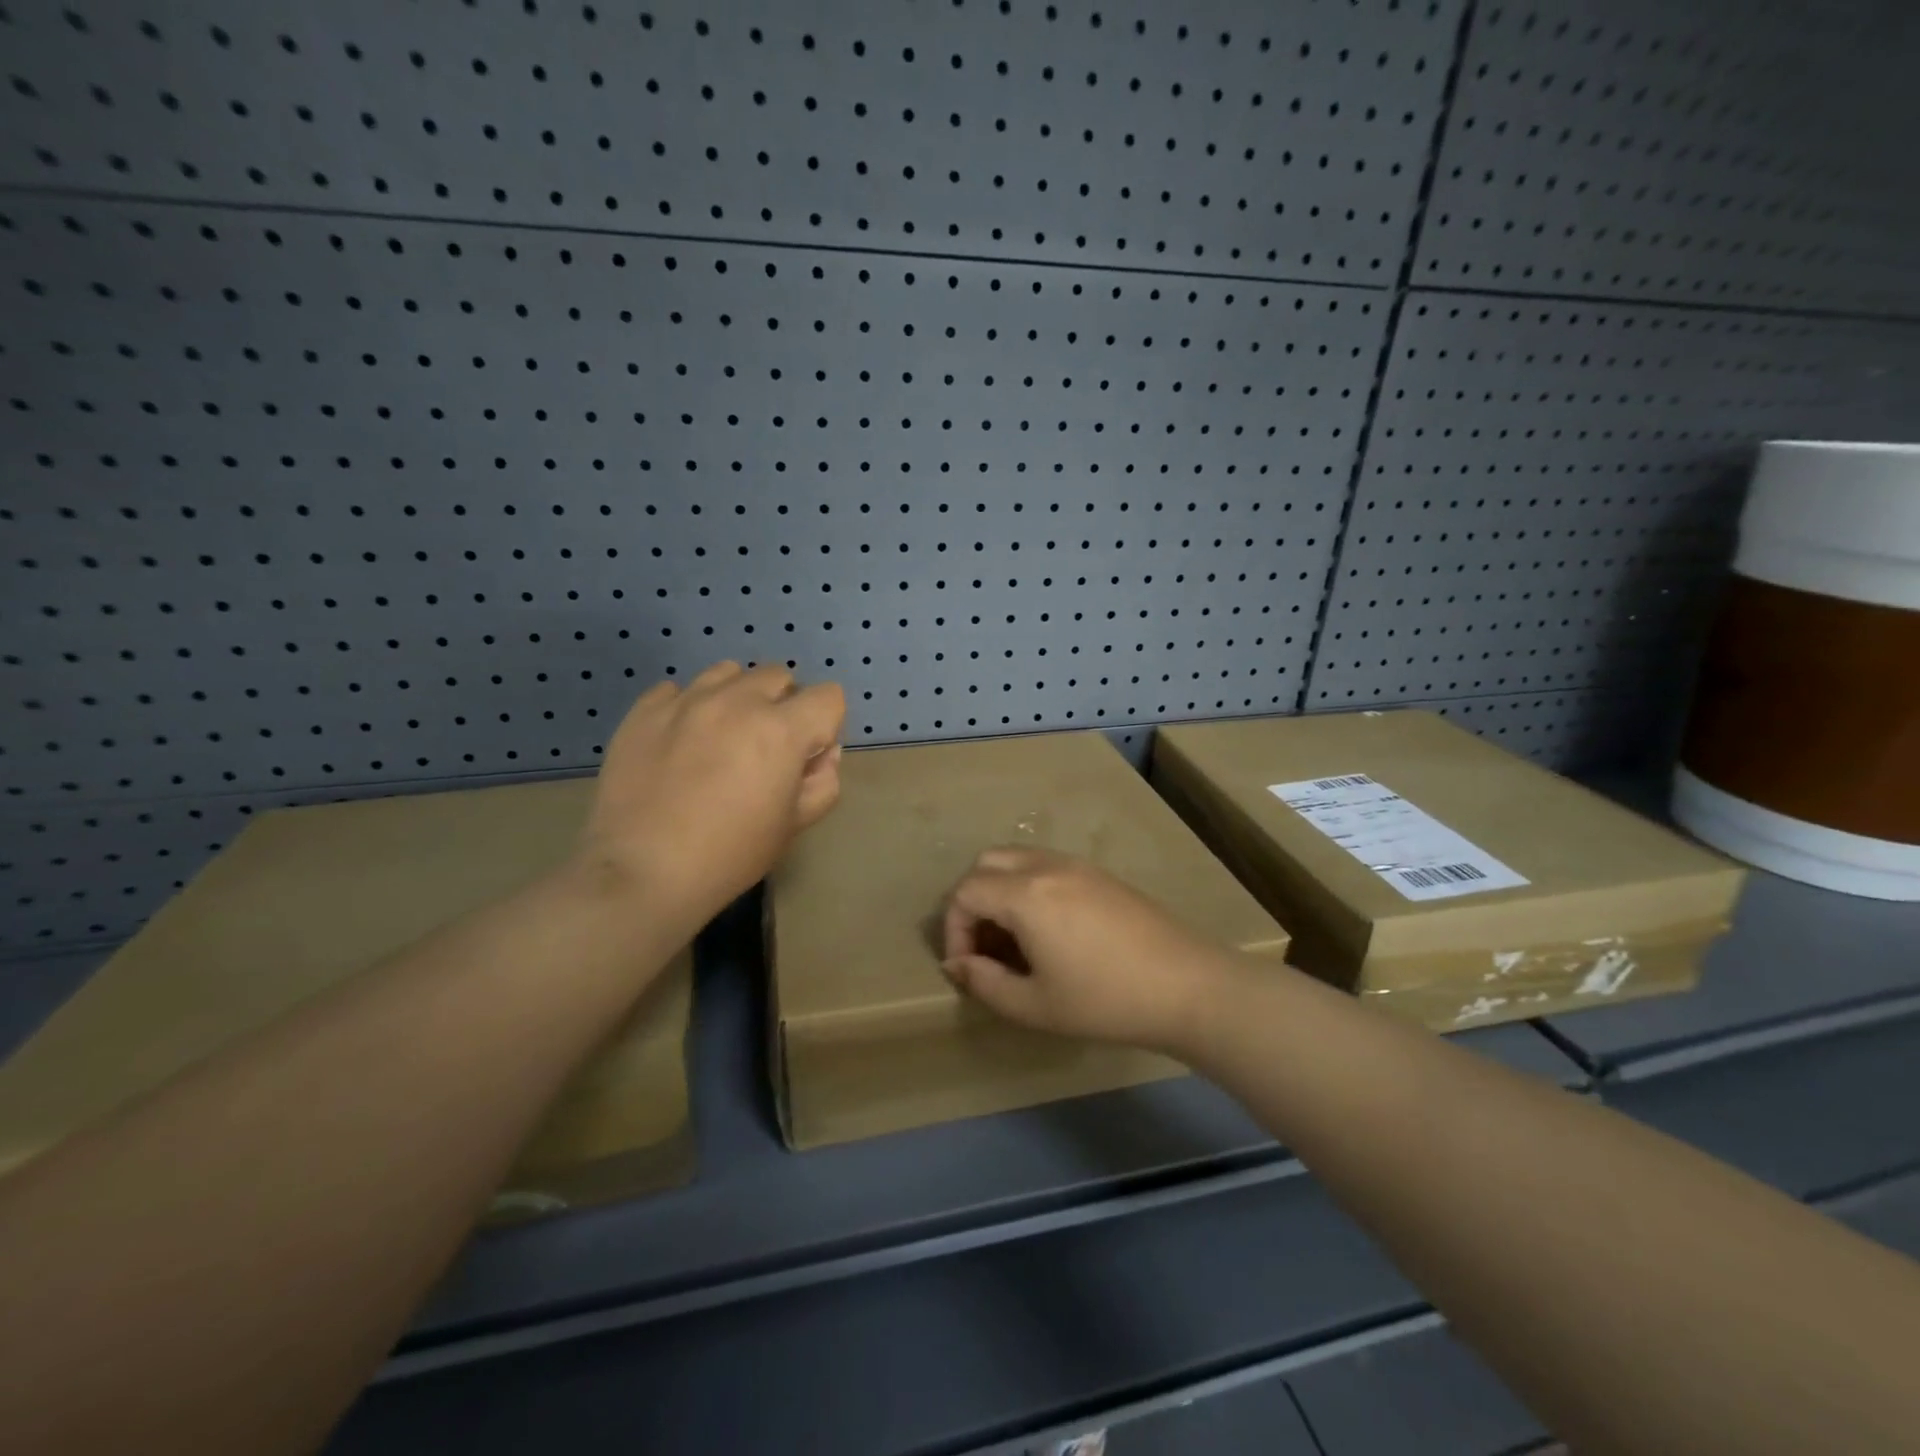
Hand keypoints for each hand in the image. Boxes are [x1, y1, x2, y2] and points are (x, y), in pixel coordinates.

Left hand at [579, 662, 844, 923]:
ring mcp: (686, 700)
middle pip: (779, 675)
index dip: (825, 726)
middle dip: (783, 705)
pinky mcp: (644, 710)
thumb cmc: (731, 854)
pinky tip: (680, 743)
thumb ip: (823, 781)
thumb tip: (818, 755)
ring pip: (728, 673)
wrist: (643, 872)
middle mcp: (737, 701)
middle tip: (764, 748)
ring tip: (721, 738)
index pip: (828, 696)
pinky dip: (688, 708)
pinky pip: (677, 690)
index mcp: (781, 729)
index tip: (805, 758)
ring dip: (737, 698)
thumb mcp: (795, 825)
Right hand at [941, 847, 1241, 1053]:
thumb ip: (985, 983)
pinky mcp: (1100, 874)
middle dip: (972, 901)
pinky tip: (1049, 930)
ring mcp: (1077, 865)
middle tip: (984, 945)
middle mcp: (1046, 866)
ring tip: (1014, 939)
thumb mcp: (1035, 1006)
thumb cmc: (1105, 1000)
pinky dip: (1029, 887)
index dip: (953, 929)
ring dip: (1000, 890)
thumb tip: (959, 964)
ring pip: (1017, 859)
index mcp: (1025, 894)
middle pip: (986, 863)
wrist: (1186, 986)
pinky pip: (1046, 865)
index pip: (965, 892)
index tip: (966, 967)